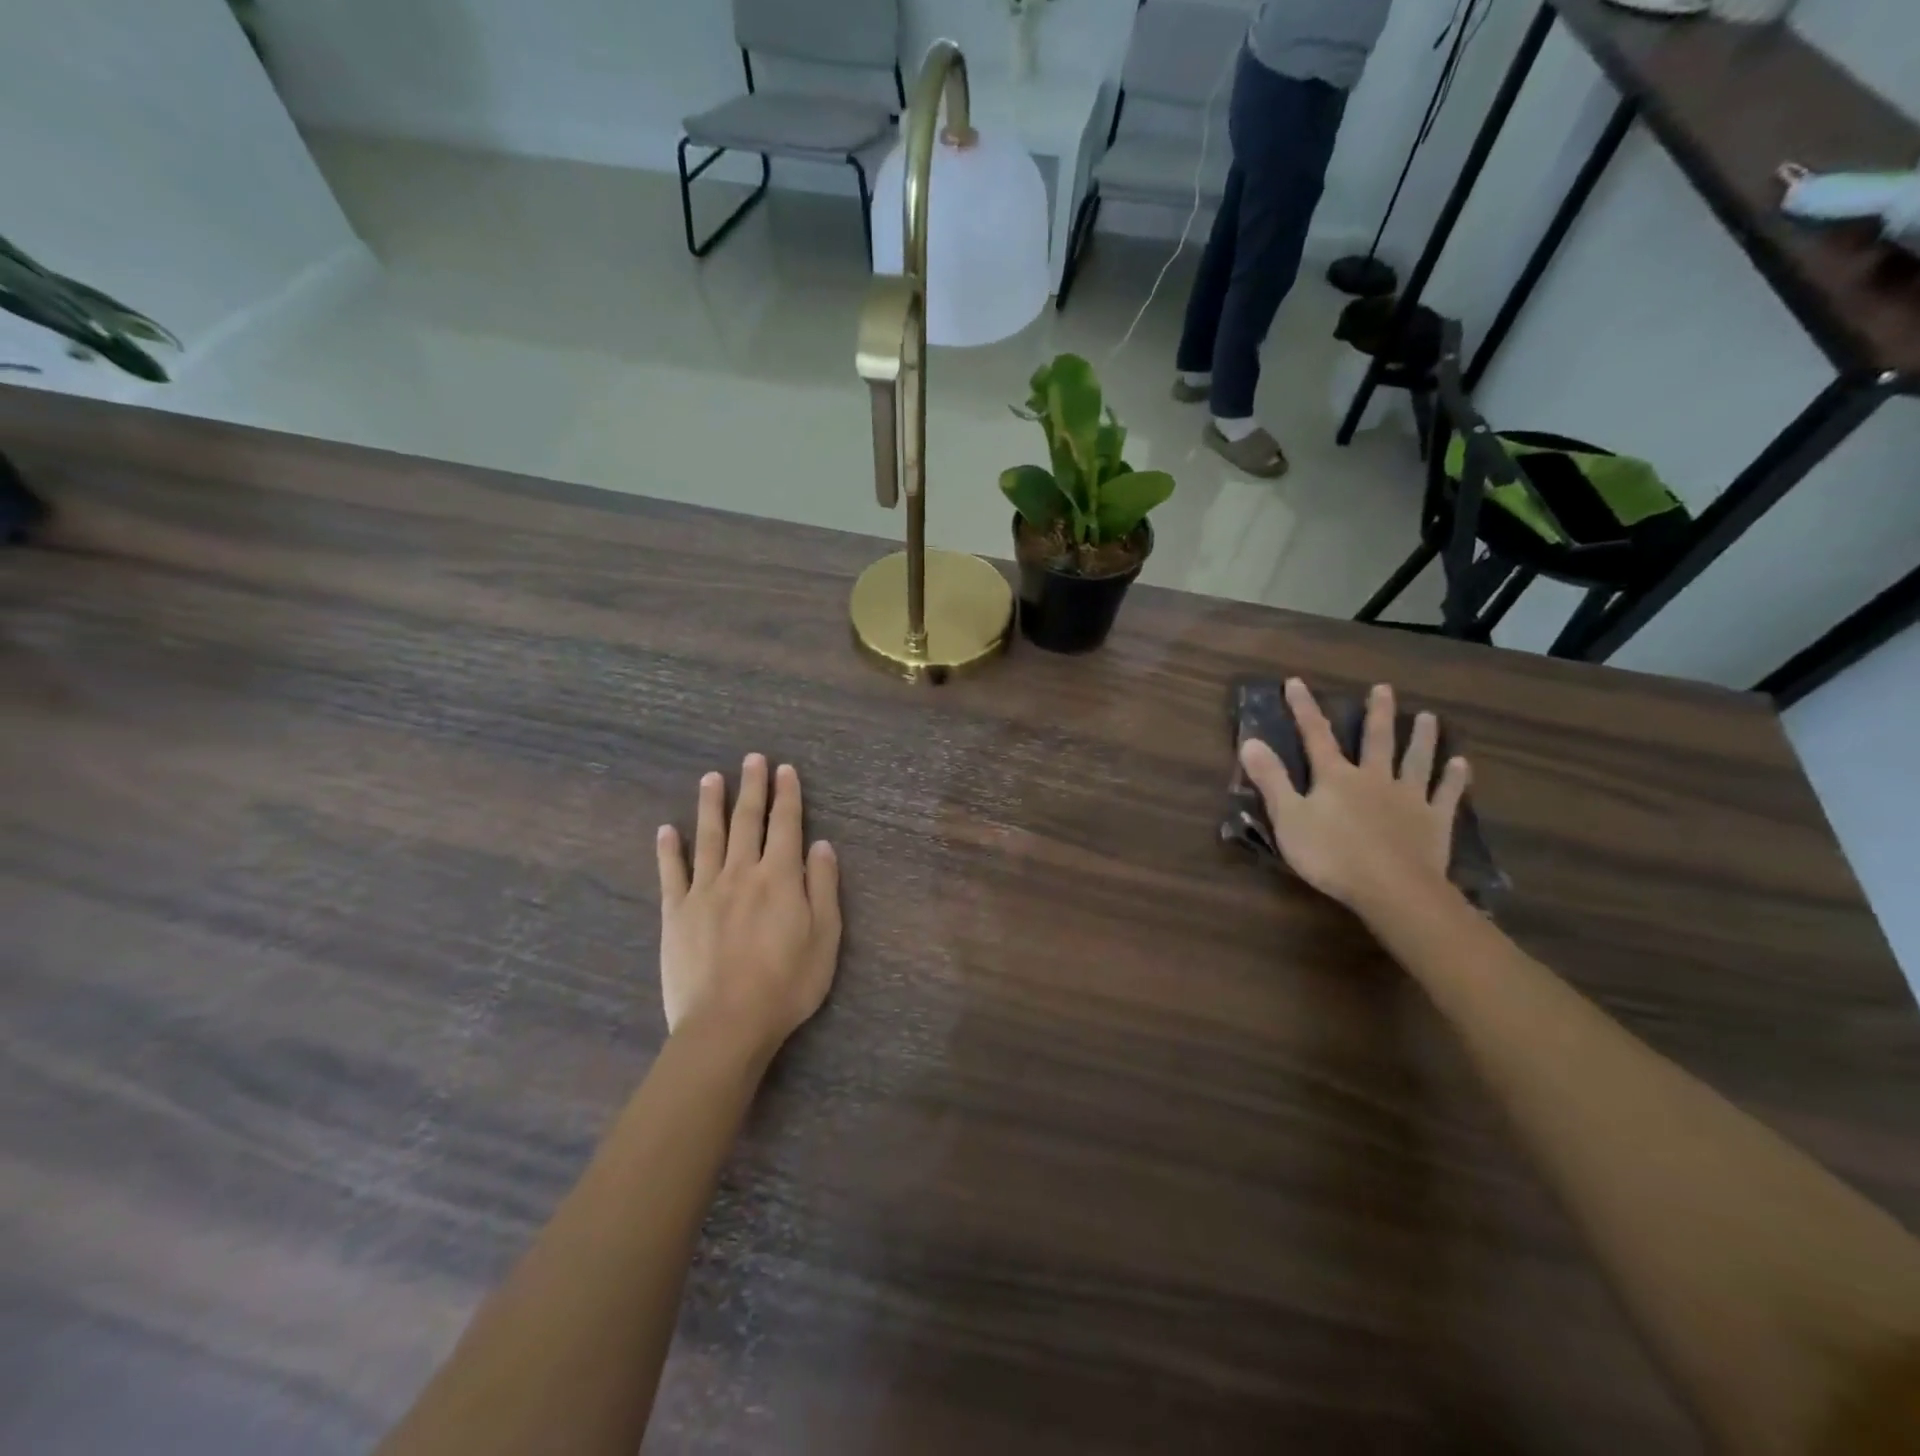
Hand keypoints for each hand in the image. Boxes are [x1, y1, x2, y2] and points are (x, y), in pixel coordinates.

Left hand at [656, 755, 841, 1066]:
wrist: (727, 1024)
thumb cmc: (787, 983)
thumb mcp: (825, 936)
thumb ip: (823, 886)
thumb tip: (821, 844)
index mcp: (780, 877)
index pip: (785, 824)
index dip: (787, 795)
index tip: (784, 770)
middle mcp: (741, 872)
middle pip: (747, 821)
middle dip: (752, 787)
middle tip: (752, 759)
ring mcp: (704, 890)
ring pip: (708, 836)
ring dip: (711, 804)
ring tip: (711, 777)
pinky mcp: (675, 913)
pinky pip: (671, 873)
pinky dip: (668, 849)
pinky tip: (666, 829)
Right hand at [1239, 680, 1469, 920]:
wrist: (1392, 888)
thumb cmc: (1331, 855)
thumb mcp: (1288, 818)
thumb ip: (1271, 780)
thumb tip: (1249, 741)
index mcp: (1336, 777)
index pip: (1316, 735)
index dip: (1304, 708)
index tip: (1296, 682)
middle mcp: (1374, 778)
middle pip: (1376, 739)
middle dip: (1377, 713)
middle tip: (1383, 688)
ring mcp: (1408, 797)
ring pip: (1416, 760)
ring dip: (1421, 737)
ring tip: (1427, 717)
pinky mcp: (1434, 820)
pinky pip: (1446, 793)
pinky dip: (1454, 778)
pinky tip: (1461, 764)